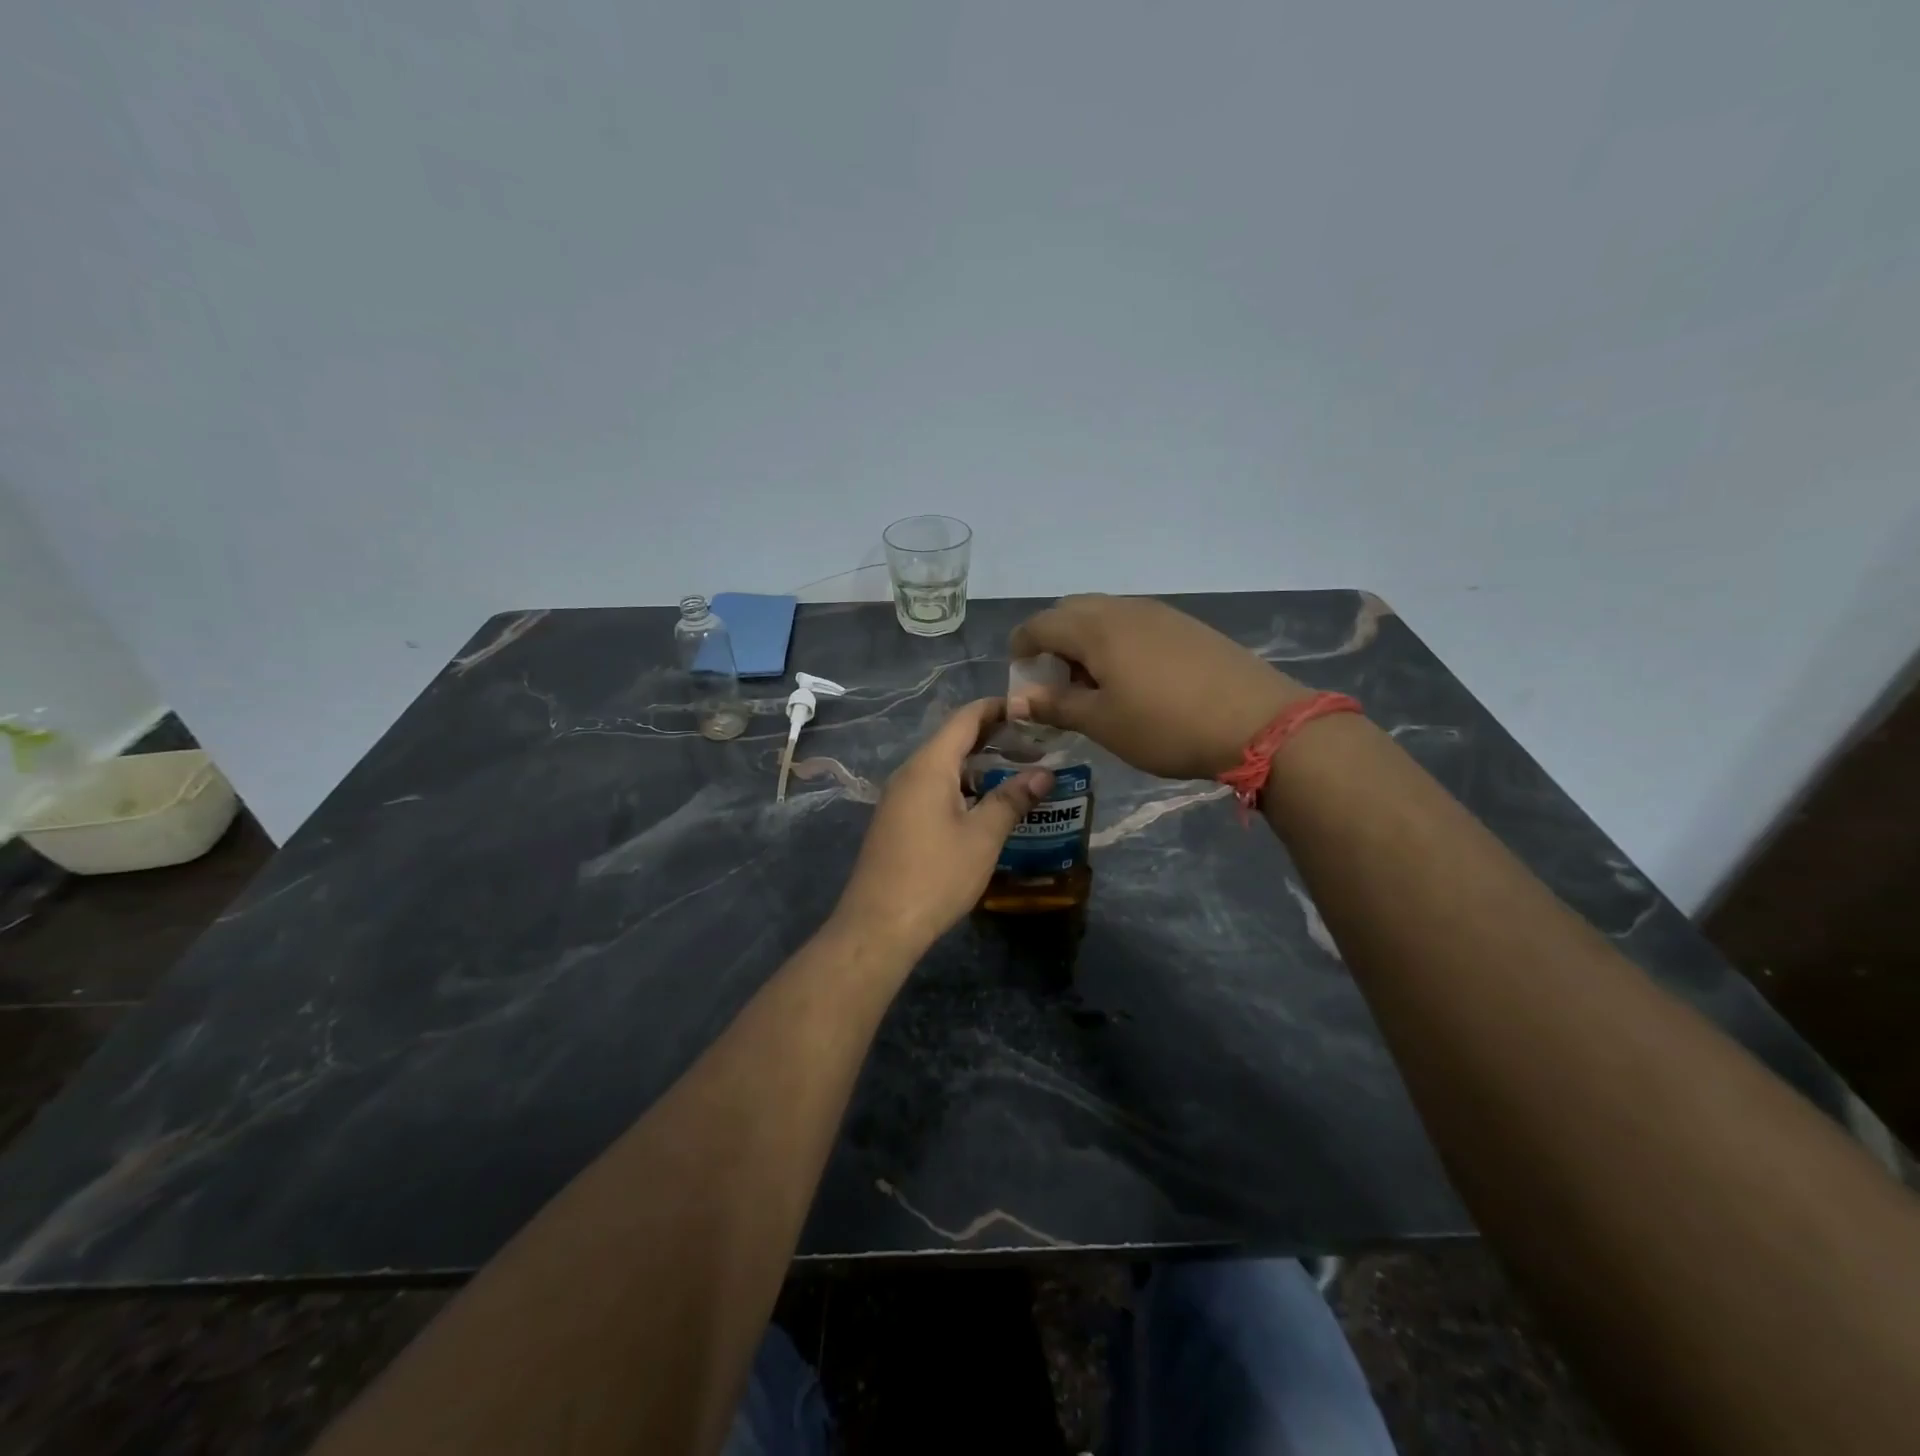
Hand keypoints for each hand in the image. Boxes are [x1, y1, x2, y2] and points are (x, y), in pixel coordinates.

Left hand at [833, 698, 1051, 954]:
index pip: (964, 719)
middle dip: (993, 738)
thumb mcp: (982, 837)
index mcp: (929, 766)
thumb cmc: (935, 875)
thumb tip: (1044, 773)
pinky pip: (933, 789)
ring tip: (1018, 775)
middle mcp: (909, 773)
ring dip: (978, 767)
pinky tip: (985, 807)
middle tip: (1034, 746)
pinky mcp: (897, 821)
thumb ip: (1011, 799)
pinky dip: (962, 787)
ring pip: (943, 768)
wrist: (878, 924)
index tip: (1030, 710)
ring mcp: (899, 798)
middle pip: (953, 741)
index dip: (997, 709)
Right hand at [1009, 595, 1309, 780]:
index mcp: (1096, 628)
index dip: (1021, 646)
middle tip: (1055, 681)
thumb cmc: (1165, 725)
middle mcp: (1124, 609)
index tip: (1019, 674)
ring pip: (1105, 615)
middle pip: (1072, 611)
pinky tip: (1132, 679)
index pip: (1041, 624)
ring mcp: (1160, 613)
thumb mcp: (1102, 723)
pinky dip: (1116, 642)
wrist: (1257, 721)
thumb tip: (1018, 698)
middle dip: (1053, 640)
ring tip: (1093, 684)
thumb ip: (1056, 706)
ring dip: (1085, 641)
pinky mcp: (1187, 626)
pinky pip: (1134, 623)